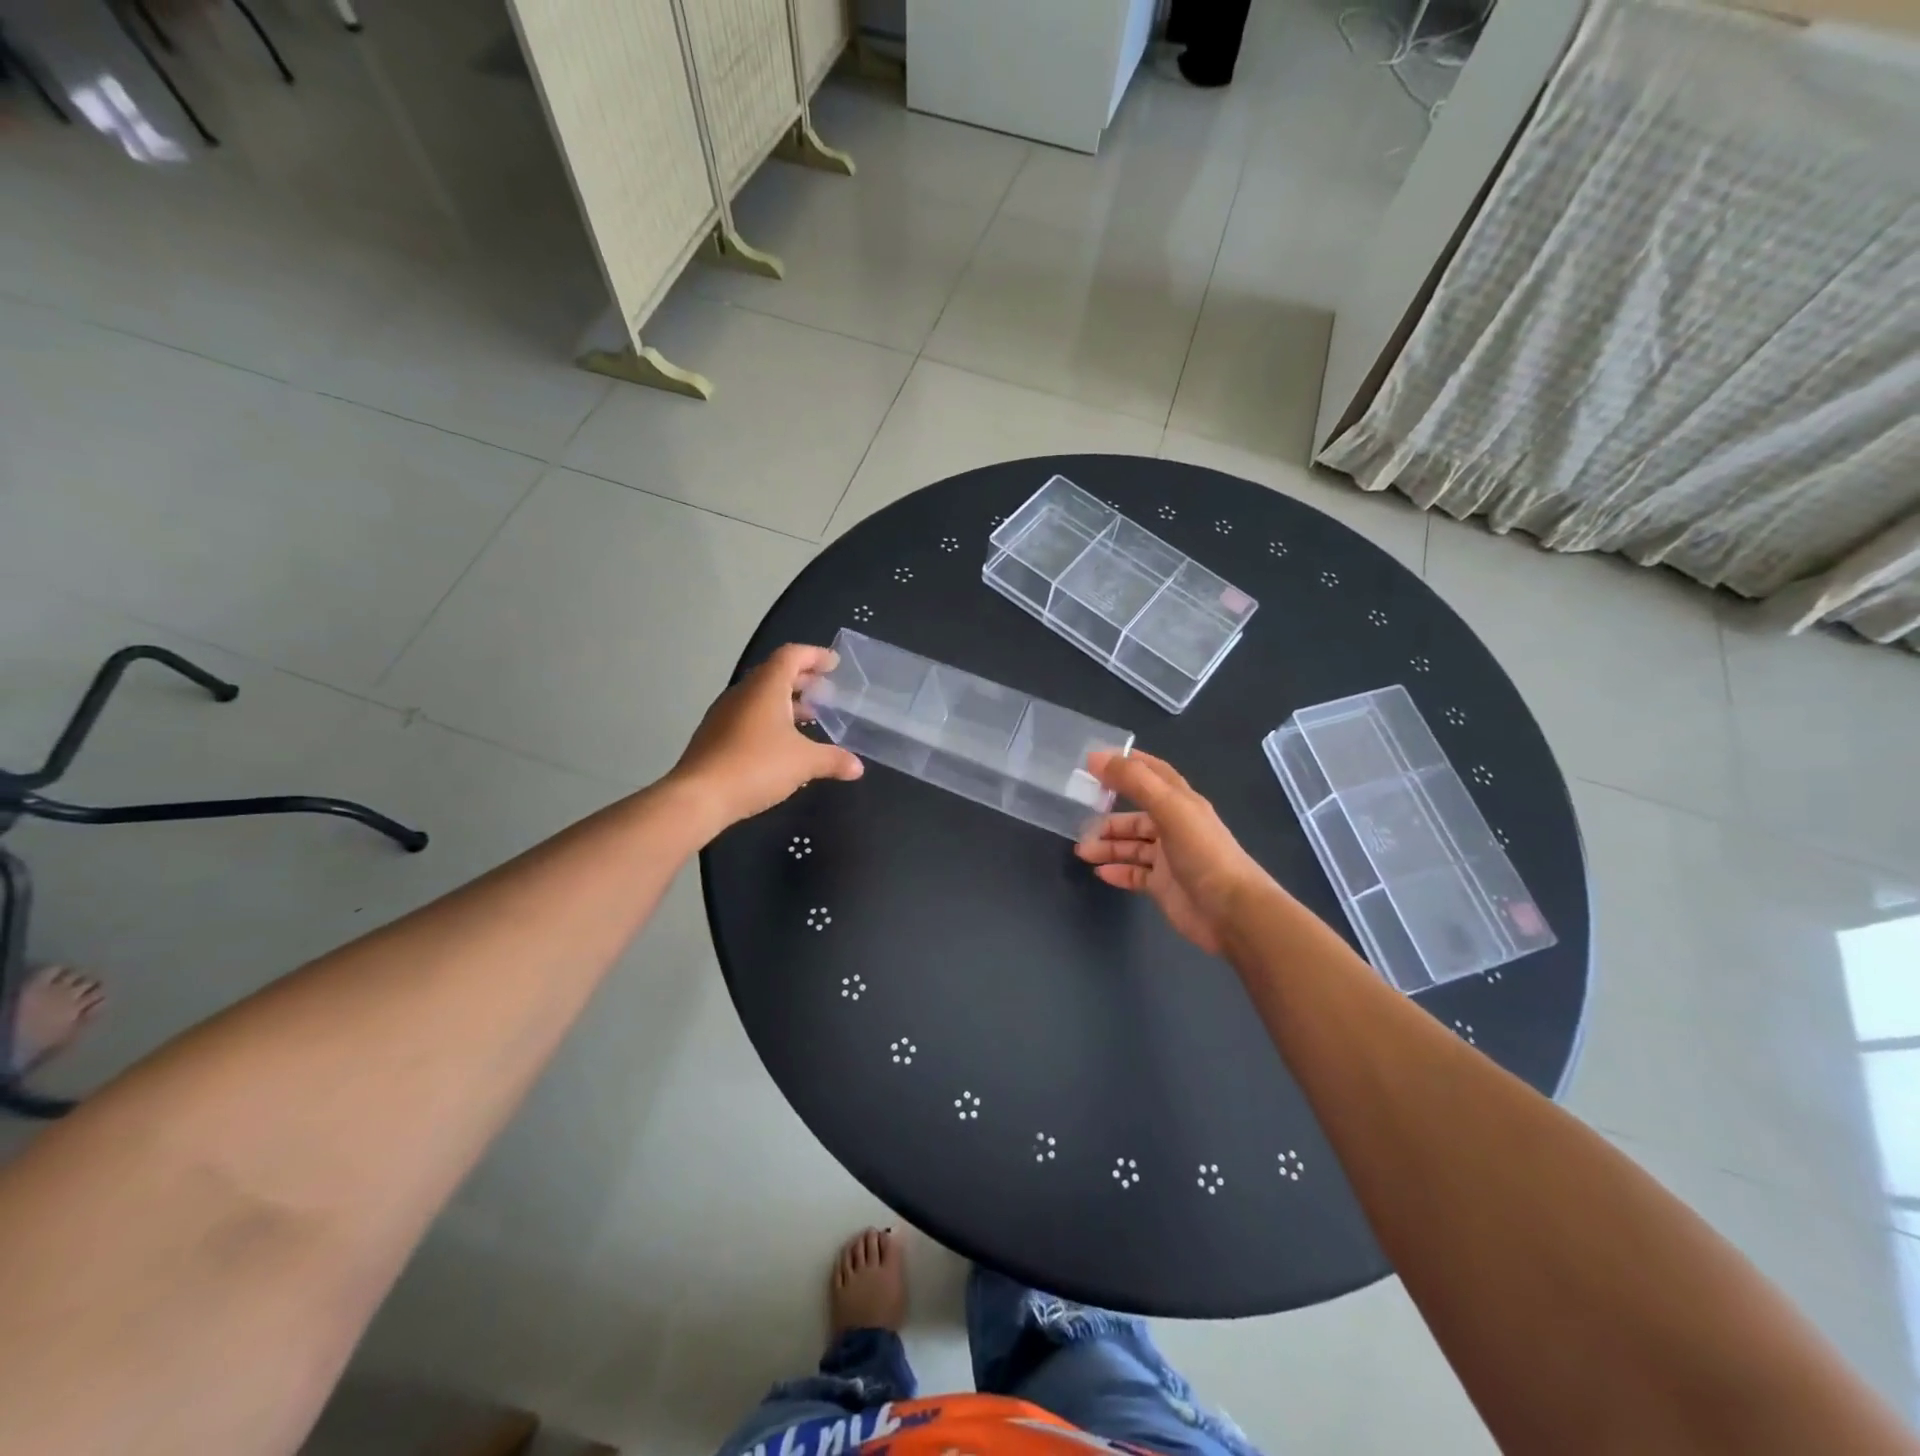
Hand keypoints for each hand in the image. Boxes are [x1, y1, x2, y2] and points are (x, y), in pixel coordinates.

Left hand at [668, 644, 862, 834]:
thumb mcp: (804, 763)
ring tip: (810, 717)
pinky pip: (749, 716)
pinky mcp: (715, 736)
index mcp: (765, 687)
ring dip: (786, 702)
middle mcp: (743, 693)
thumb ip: (833, 760)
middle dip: (803, 680)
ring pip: (761, 697)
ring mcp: (725, 714)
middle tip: (827, 692)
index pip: (791, 655)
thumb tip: (857, 766)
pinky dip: (771, 720)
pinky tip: (784, 744)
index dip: (814, 655)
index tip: (834, 664)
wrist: (699, 797)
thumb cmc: (756, 766)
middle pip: (775, 674)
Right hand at [1075, 750, 1272, 955]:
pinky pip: (1134, 874)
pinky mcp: (1164, 886)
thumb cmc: (1202, 853)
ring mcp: (1169, 858)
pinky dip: (1117, 871)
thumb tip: (1096, 758)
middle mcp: (1175, 827)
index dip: (1128, 764)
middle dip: (1109, 817)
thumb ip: (1134, 781)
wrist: (1231, 911)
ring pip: (1132, 846)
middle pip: (1136, 816)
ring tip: (1082, 851)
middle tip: (1080, 822)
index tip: (1096, 761)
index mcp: (1181, 803)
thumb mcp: (1169, 808)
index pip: (1153, 773)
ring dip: (1107, 846)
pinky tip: (1099, 872)